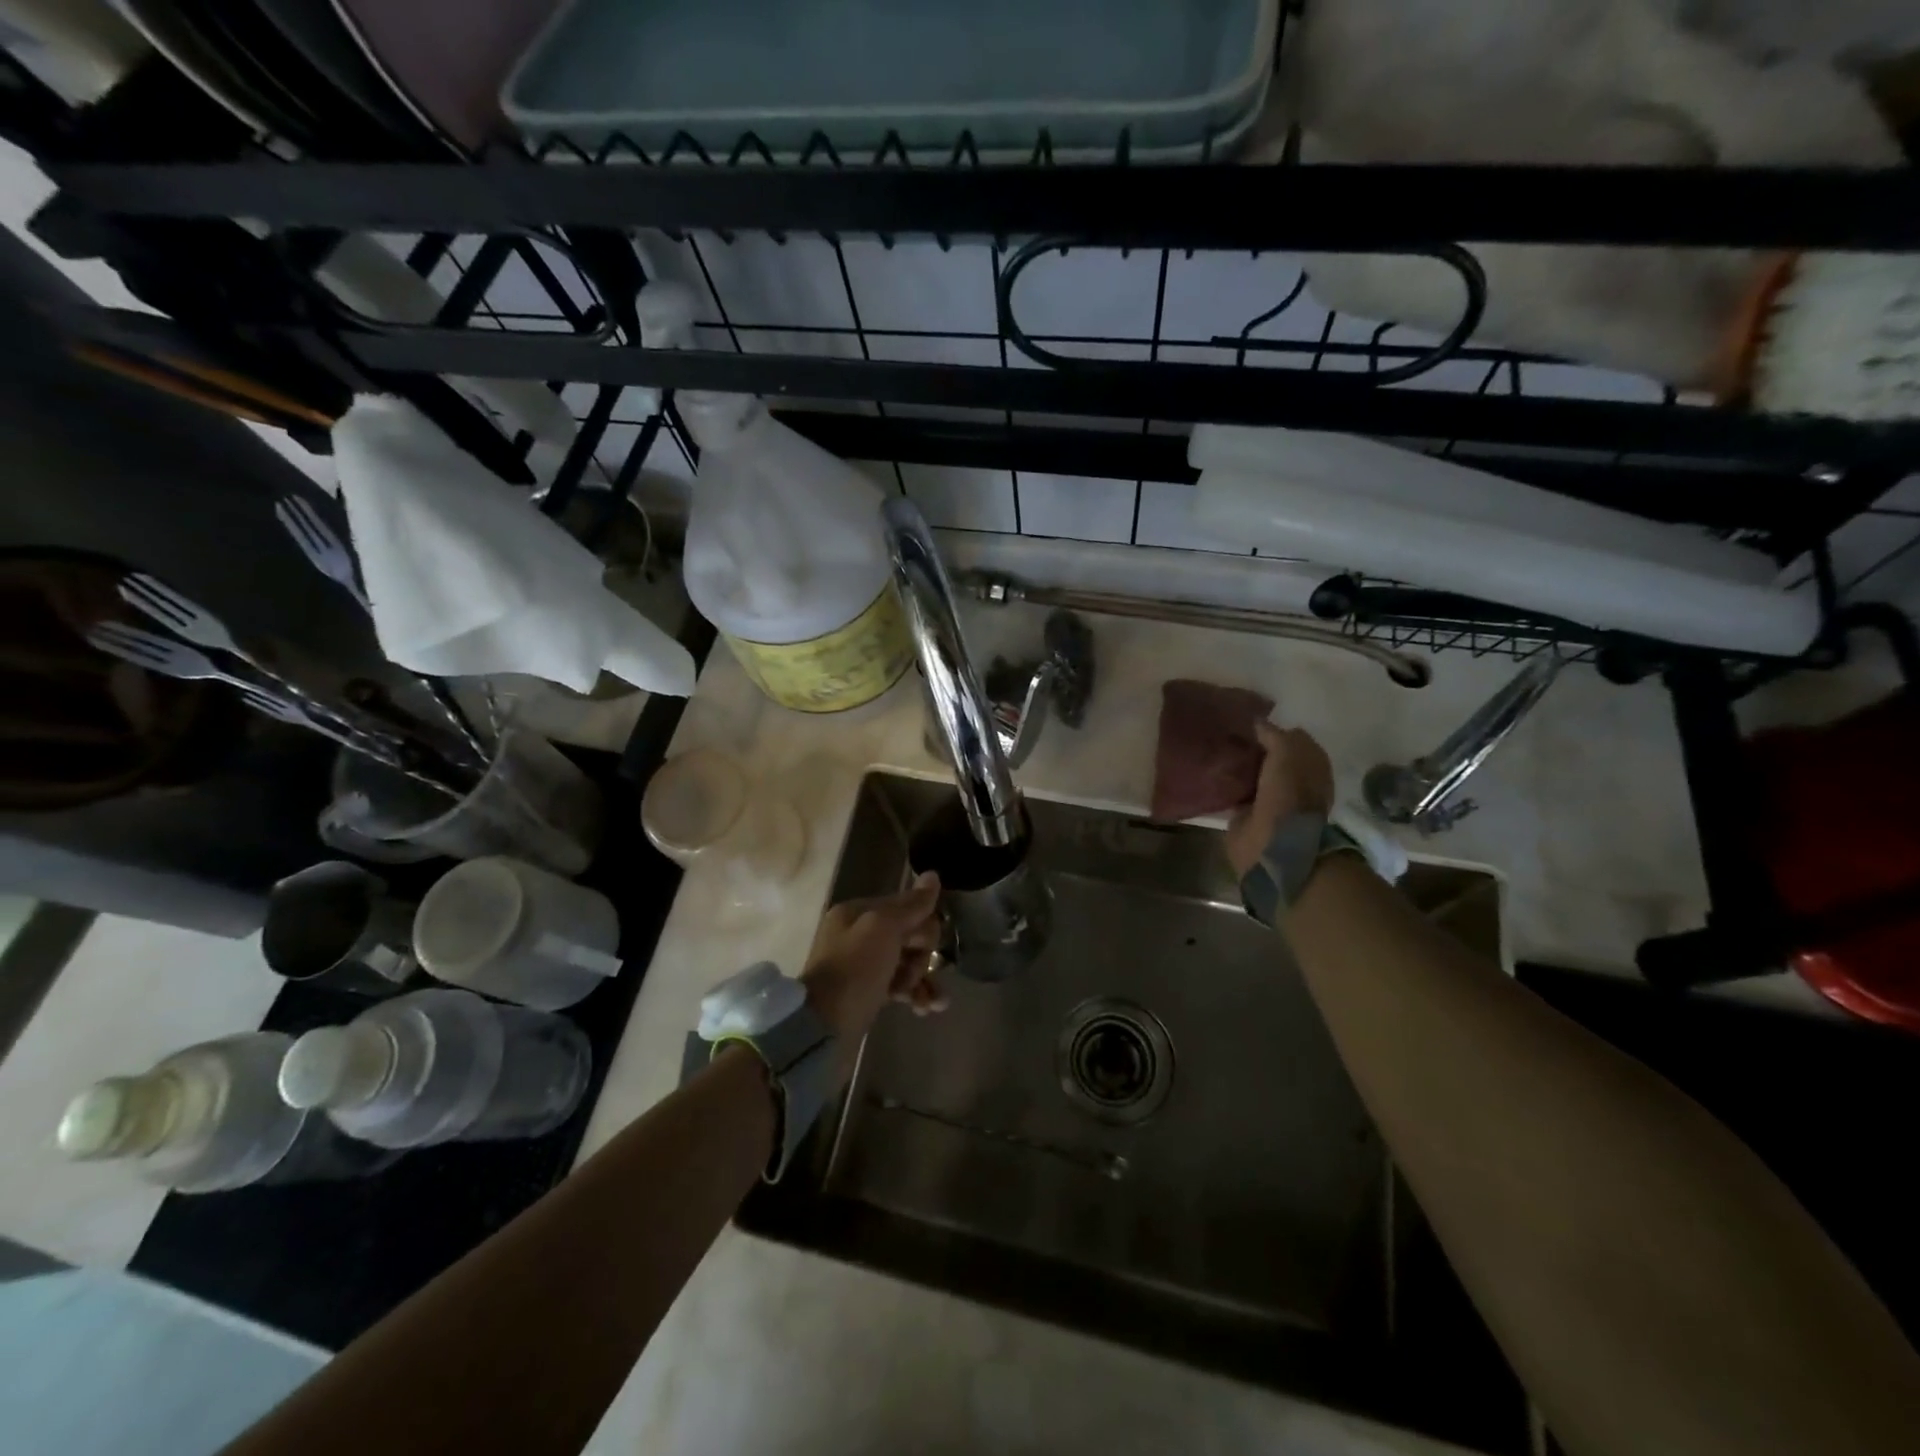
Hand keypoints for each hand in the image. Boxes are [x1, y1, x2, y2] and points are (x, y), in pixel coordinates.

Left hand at [799, 871, 946, 1042]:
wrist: (822, 1029)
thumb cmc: (854, 971)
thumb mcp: (884, 929)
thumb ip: (911, 905)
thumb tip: (934, 875)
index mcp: (858, 912)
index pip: (906, 906)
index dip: (922, 926)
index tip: (927, 947)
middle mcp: (859, 934)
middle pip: (909, 935)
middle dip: (922, 956)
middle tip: (915, 975)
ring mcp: (862, 965)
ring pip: (907, 962)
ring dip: (923, 978)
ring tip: (930, 1001)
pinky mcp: (867, 993)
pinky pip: (899, 985)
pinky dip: (915, 994)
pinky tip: (928, 1008)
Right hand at [1224, 721, 1334, 878]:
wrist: (1273, 843)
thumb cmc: (1287, 796)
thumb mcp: (1286, 754)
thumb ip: (1274, 734)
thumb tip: (1257, 722)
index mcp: (1312, 767)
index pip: (1293, 739)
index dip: (1274, 730)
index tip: (1249, 722)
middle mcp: (1295, 782)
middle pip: (1271, 757)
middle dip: (1253, 747)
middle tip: (1228, 734)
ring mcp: (1272, 800)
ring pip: (1253, 774)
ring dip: (1239, 765)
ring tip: (1216, 749)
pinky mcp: (1248, 814)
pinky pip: (1237, 791)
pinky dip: (1227, 783)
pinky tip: (1212, 771)